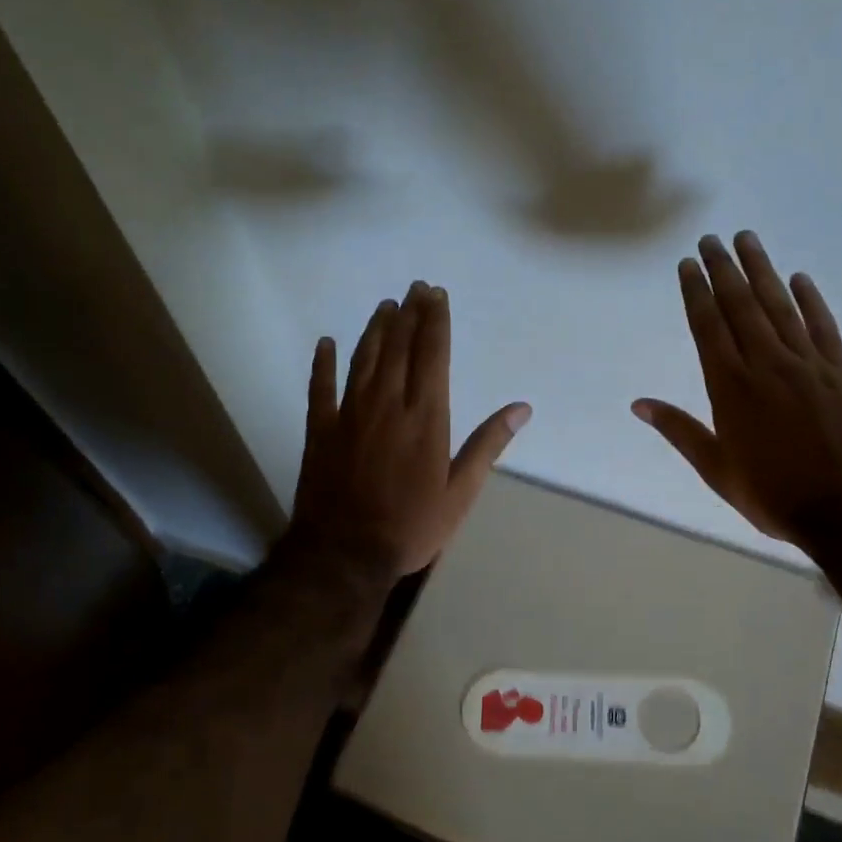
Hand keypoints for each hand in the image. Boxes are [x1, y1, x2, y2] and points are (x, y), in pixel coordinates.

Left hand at [289, 281, 530, 576]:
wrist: (346, 553)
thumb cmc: (412, 526)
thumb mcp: (461, 493)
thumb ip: (487, 446)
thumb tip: (521, 408)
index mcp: (425, 418)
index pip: (432, 356)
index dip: (435, 322)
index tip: (436, 295)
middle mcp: (388, 405)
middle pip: (400, 348)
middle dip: (410, 314)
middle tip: (415, 287)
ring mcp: (350, 414)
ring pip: (364, 359)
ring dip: (375, 329)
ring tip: (385, 306)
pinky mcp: (320, 430)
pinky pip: (320, 387)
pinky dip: (322, 363)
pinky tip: (326, 343)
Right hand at [633, 231, 841, 550]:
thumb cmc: (775, 495)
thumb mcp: (717, 470)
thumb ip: (680, 431)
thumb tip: (639, 404)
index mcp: (731, 388)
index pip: (708, 327)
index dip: (696, 293)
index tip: (688, 265)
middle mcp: (767, 365)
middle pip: (742, 306)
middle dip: (724, 270)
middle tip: (712, 240)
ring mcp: (808, 365)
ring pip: (780, 307)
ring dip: (762, 272)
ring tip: (748, 241)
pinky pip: (822, 327)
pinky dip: (811, 300)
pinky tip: (800, 279)